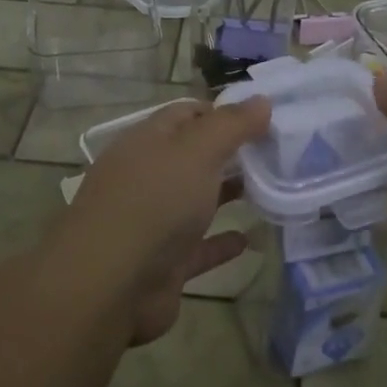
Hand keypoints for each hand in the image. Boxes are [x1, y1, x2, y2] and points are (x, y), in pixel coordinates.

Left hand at [58, 97, 270, 344]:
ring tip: (272, 189)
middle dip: (229, 152)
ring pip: (195, 201)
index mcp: (147, 142)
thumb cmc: (153, 203)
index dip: (223, 112)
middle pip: (192, 156)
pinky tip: (250, 240)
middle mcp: (146, 177)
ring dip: (227, 194)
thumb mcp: (196, 151)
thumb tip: (262, 100)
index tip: (264, 117)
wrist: (109, 286)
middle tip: (277, 152)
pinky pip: (199, 248)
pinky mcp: (164, 264)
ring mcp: (153, 222)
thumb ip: (230, 125)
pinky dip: (222, 242)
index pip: (186, 114)